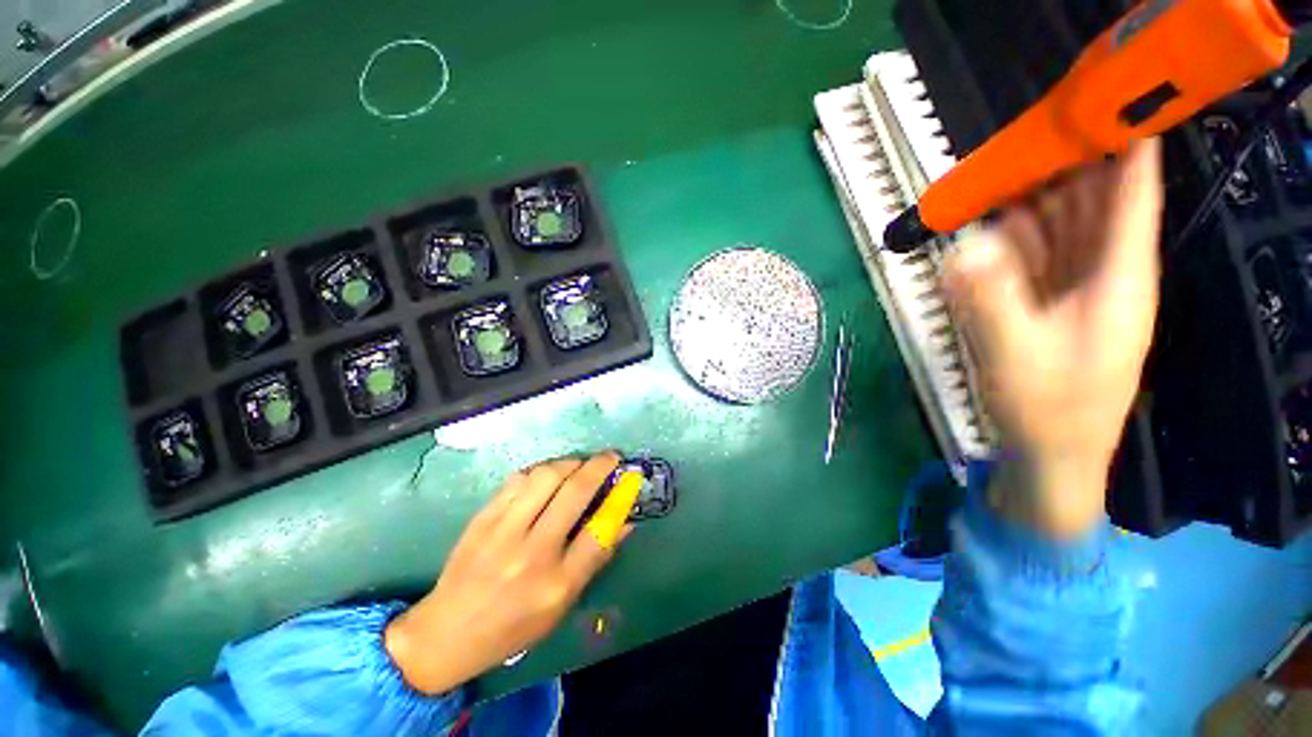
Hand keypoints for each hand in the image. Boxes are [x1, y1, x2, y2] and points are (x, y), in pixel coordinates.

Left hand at [384, 452, 633, 693]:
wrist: (447, 632)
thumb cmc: (514, 625)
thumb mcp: (562, 604)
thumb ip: (595, 559)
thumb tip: (624, 522)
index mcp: (556, 584)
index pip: (599, 531)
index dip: (619, 498)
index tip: (629, 478)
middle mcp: (532, 554)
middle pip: (574, 493)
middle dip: (599, 466)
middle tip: (610, 457)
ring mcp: (503, 532)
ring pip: (546, 477)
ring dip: (570, 463)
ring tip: (578, 465)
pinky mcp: (483, 518)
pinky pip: (518, 479)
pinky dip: (540, 470)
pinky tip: (547, 475)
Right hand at [941, 139, 1162, 538]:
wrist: (1051, 455)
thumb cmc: (1048, 410)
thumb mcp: (1015, 356)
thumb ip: (990, 301)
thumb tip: (963, 247)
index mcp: (1119, 280)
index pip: (1132, 197)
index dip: (1126, 147)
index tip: (1106, 103)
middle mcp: (1105, 274)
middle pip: (1092, 203)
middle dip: (1064, 167)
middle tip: (1021, 140)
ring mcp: (1077, 289)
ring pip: (1064, 226)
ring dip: (1034, 199)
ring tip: (1000, 176)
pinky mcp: (1052, 303)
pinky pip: (1039, 254)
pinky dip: (1017, 235)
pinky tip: (994, 225)